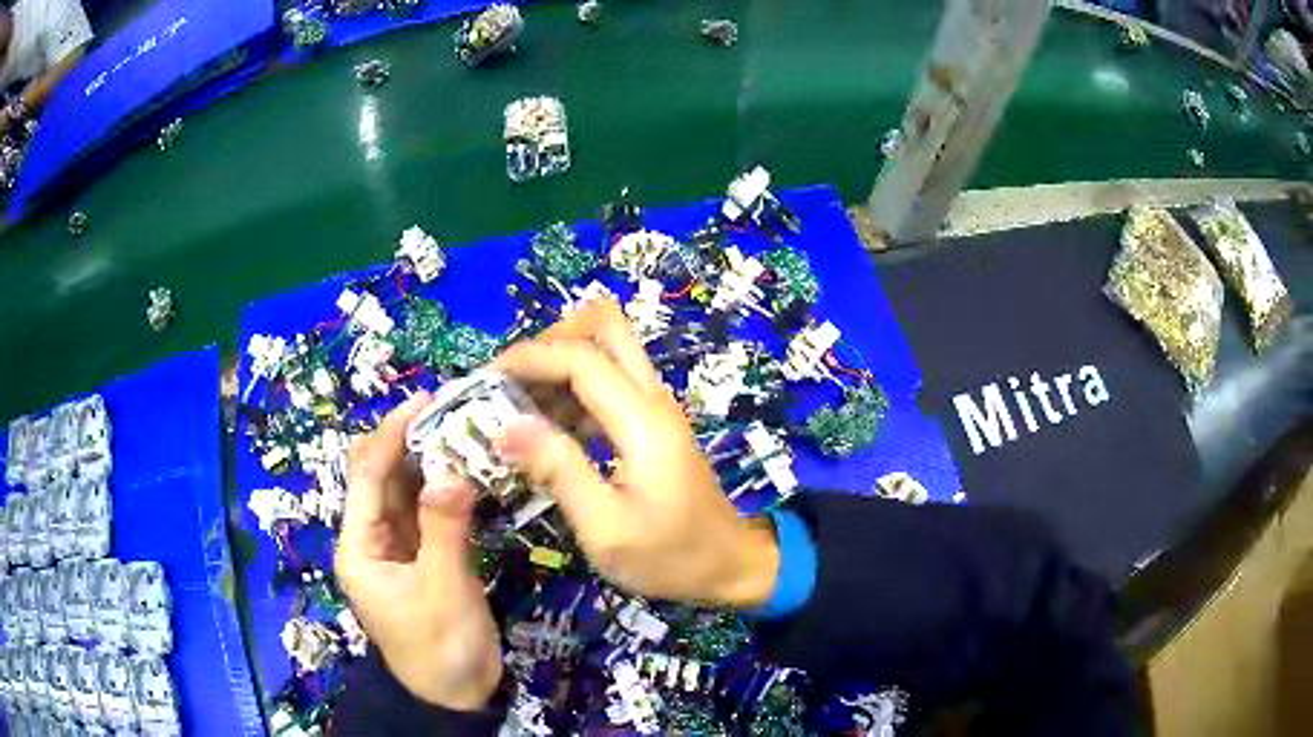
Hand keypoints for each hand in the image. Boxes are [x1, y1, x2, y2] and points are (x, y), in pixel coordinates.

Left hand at [335, 392, 501, 710]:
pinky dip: (446, 490)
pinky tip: (469, 469)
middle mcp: (372, 539)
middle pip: (384, 478)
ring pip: (408, 492)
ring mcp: (399, 547)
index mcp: (359, 547)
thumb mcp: (443, 589)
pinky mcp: (425, 556)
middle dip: (411, 442)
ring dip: (431, 462)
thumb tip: (452, 470)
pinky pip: (430, 512)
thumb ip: (445, 529)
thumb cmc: (440, 647)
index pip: (368, 477)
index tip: (423, 401)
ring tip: (463, 429)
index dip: (391, 436)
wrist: (457, 694)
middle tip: (451, 410)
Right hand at [492, 300, 780, 608]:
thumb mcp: (605, 528)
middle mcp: (652, 399)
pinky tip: (546, 433)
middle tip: (511, 384)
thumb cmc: (671, 557)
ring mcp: (656, 409)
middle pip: (604, 327)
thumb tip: (507, 426)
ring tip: (517, 412)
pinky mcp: (653, 425)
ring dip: (559, 368)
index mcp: (642, 421)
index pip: (580, 357)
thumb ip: (558, 471)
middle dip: (550, 342)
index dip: (529, 358)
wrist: (731, 567)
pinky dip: (573, 393)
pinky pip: (609, 385)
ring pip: (606, 352)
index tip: (485, 381)